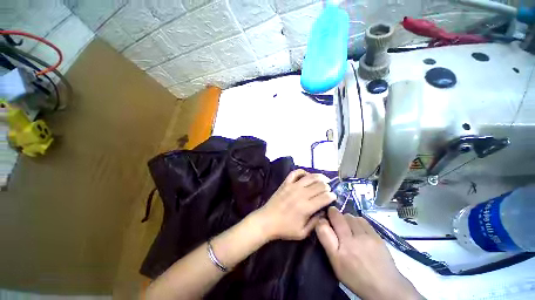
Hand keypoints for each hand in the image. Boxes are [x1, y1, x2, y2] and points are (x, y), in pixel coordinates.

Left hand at [253, 169, 335, 240]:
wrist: (267, 220)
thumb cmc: (285, 228)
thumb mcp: (303, 232)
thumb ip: (316, 222)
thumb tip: (324, 212)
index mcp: (306, 207)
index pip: (324, 197)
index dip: (332, 196)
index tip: (334, 197)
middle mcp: (301, 194)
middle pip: (319, 185)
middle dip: (327, 186)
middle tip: (329, 189)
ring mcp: (292, 186)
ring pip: (310, 177)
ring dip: (319, 177)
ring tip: (324, 179)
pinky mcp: (286, 183)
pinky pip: (295, 173)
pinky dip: (302, 172)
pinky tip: (307, 175)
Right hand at [315, 207, 421, 299]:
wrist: (385, 286)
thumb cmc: (356, 278)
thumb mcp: (337, 266)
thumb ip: (328, 245)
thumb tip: (322, 225)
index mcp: (337, 255)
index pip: (323, 229)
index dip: (320, 221)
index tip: (321, 220)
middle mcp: (349, 244)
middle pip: (336, 217)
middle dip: (332, 212)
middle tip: (332, 213)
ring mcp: (364, 238)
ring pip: (349, 216)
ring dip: (345, 217)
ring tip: (346, 223)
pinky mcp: (376, 236)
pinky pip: (361, 219)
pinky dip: (356, 220)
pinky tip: (357, 226)